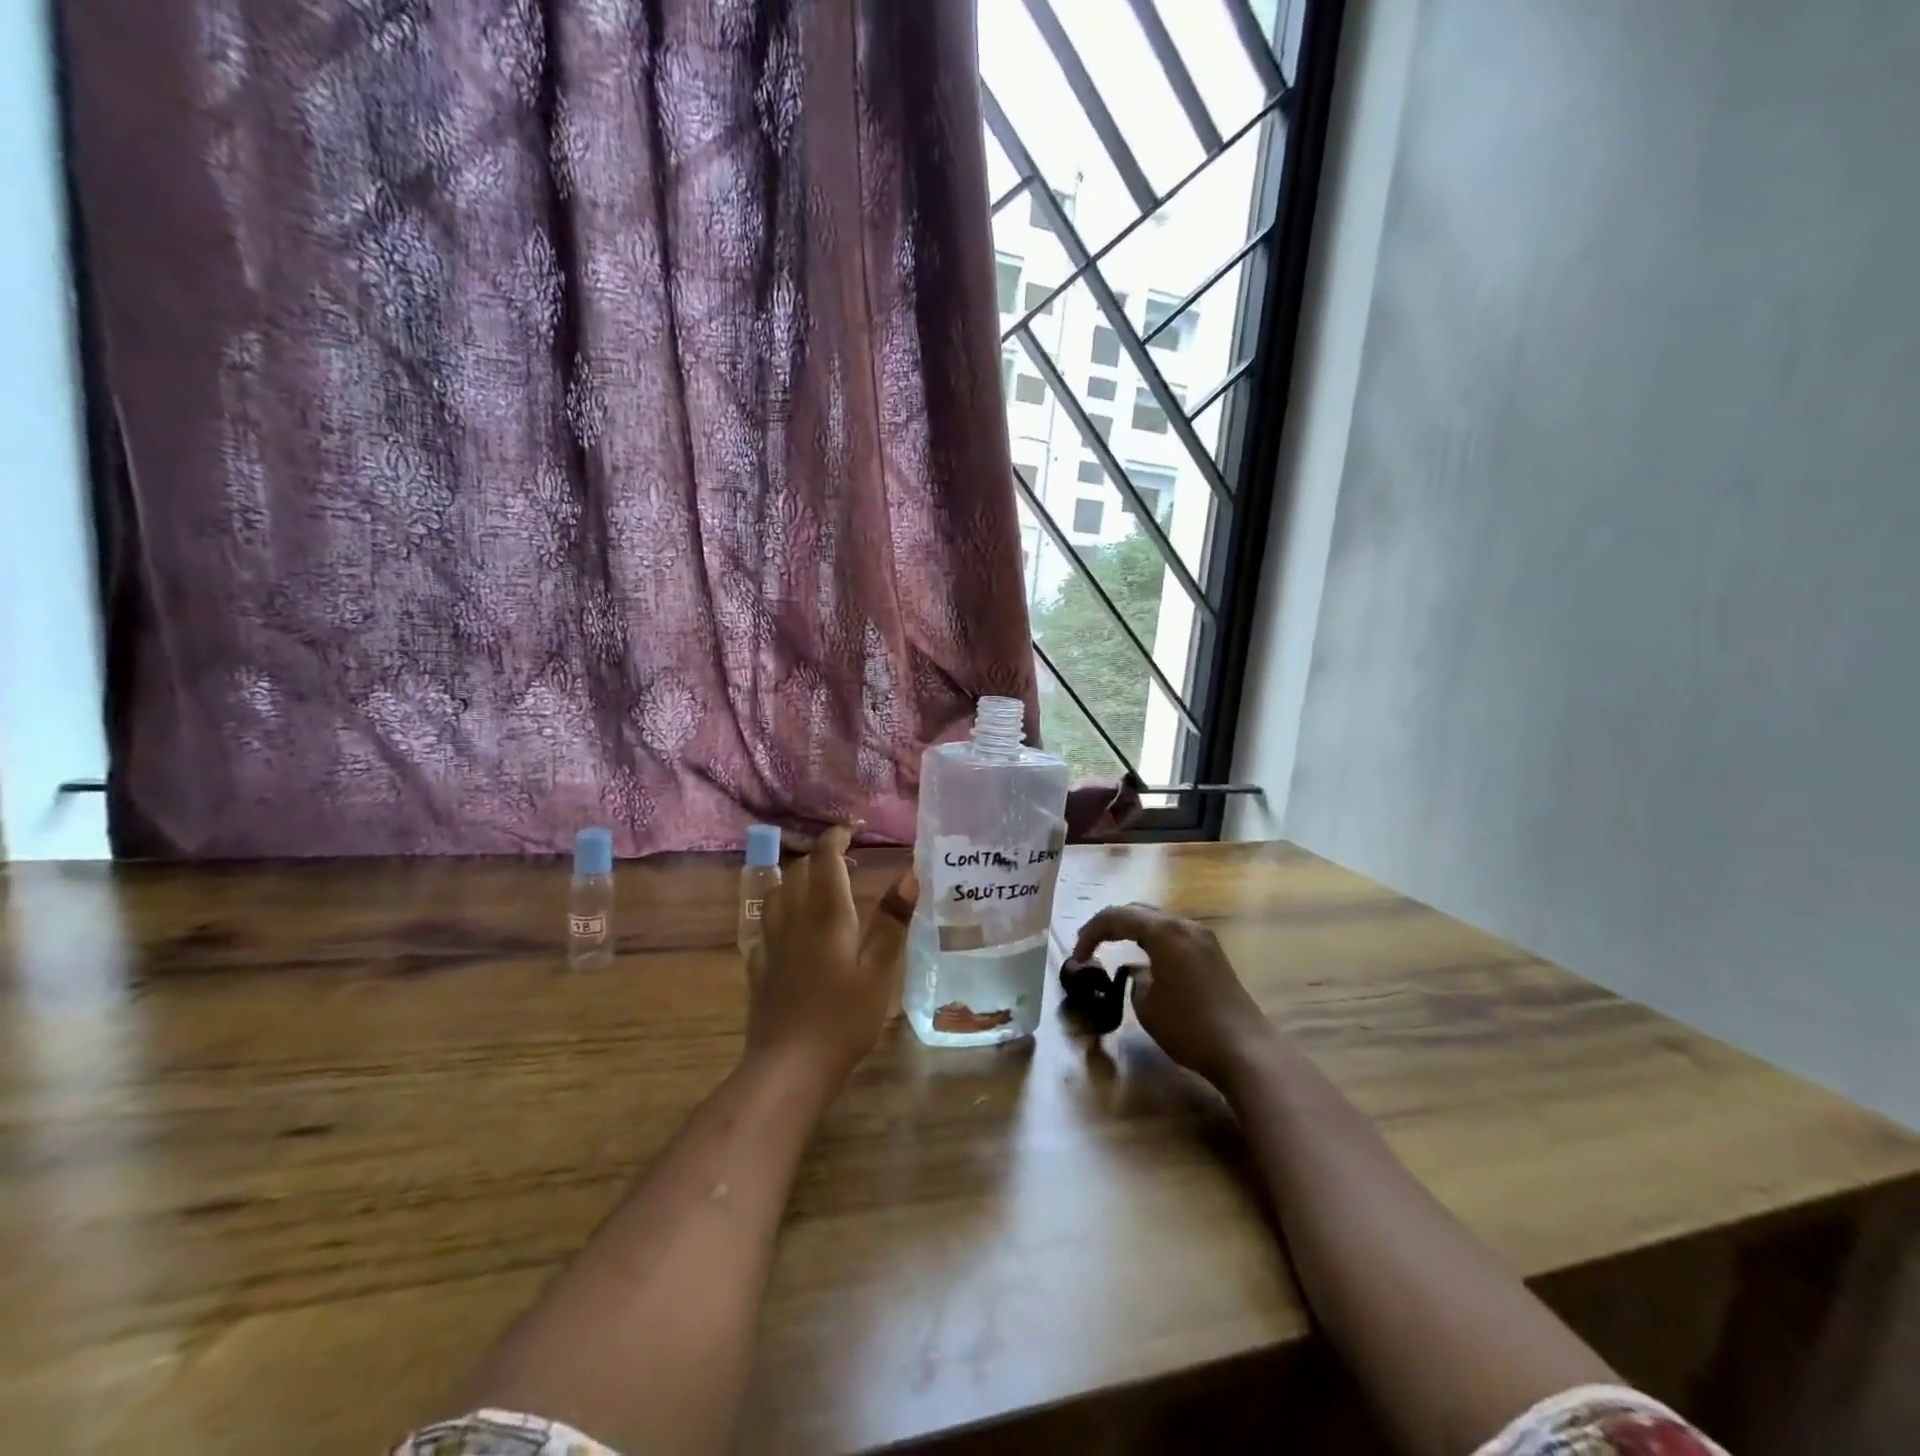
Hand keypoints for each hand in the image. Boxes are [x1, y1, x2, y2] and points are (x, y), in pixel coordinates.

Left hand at [745, 825, 903, 1086]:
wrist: (789, 1066)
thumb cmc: (843, 1019)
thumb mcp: (880, 971)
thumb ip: (893, 921)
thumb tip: (909, 874)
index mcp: (826, 914)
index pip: (824, 857)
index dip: (838, 837)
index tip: (856, 830)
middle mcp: (793, 919)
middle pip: (799, 870)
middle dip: (823, 858)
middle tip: (851, 866)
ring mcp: (771, 942)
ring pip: (778, 893)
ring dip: (799, 880)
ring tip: (822, 891)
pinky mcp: (759, 966)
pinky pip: (766, 924)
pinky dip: (782, 913)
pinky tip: (793, 930)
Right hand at [1071, 903, 1274, 1089]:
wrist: (1246, 1050)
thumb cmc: (1190, 1027)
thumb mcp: (1146, 1005)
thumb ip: (1135, 980)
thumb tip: (1140, 974)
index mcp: (1164, 931)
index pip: (1116, 916)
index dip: (1091, 932)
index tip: (1077, 957)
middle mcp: (1185, 925)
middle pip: (1138, 911)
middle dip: (1110, 925)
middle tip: (1089, 946)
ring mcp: (1203, 938)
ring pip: (1158, 921)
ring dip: (1132, 931)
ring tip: (1112, 949)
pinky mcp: (1213, 955)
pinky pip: (1173, 936)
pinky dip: (1152, 941)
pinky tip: (1145, 961)